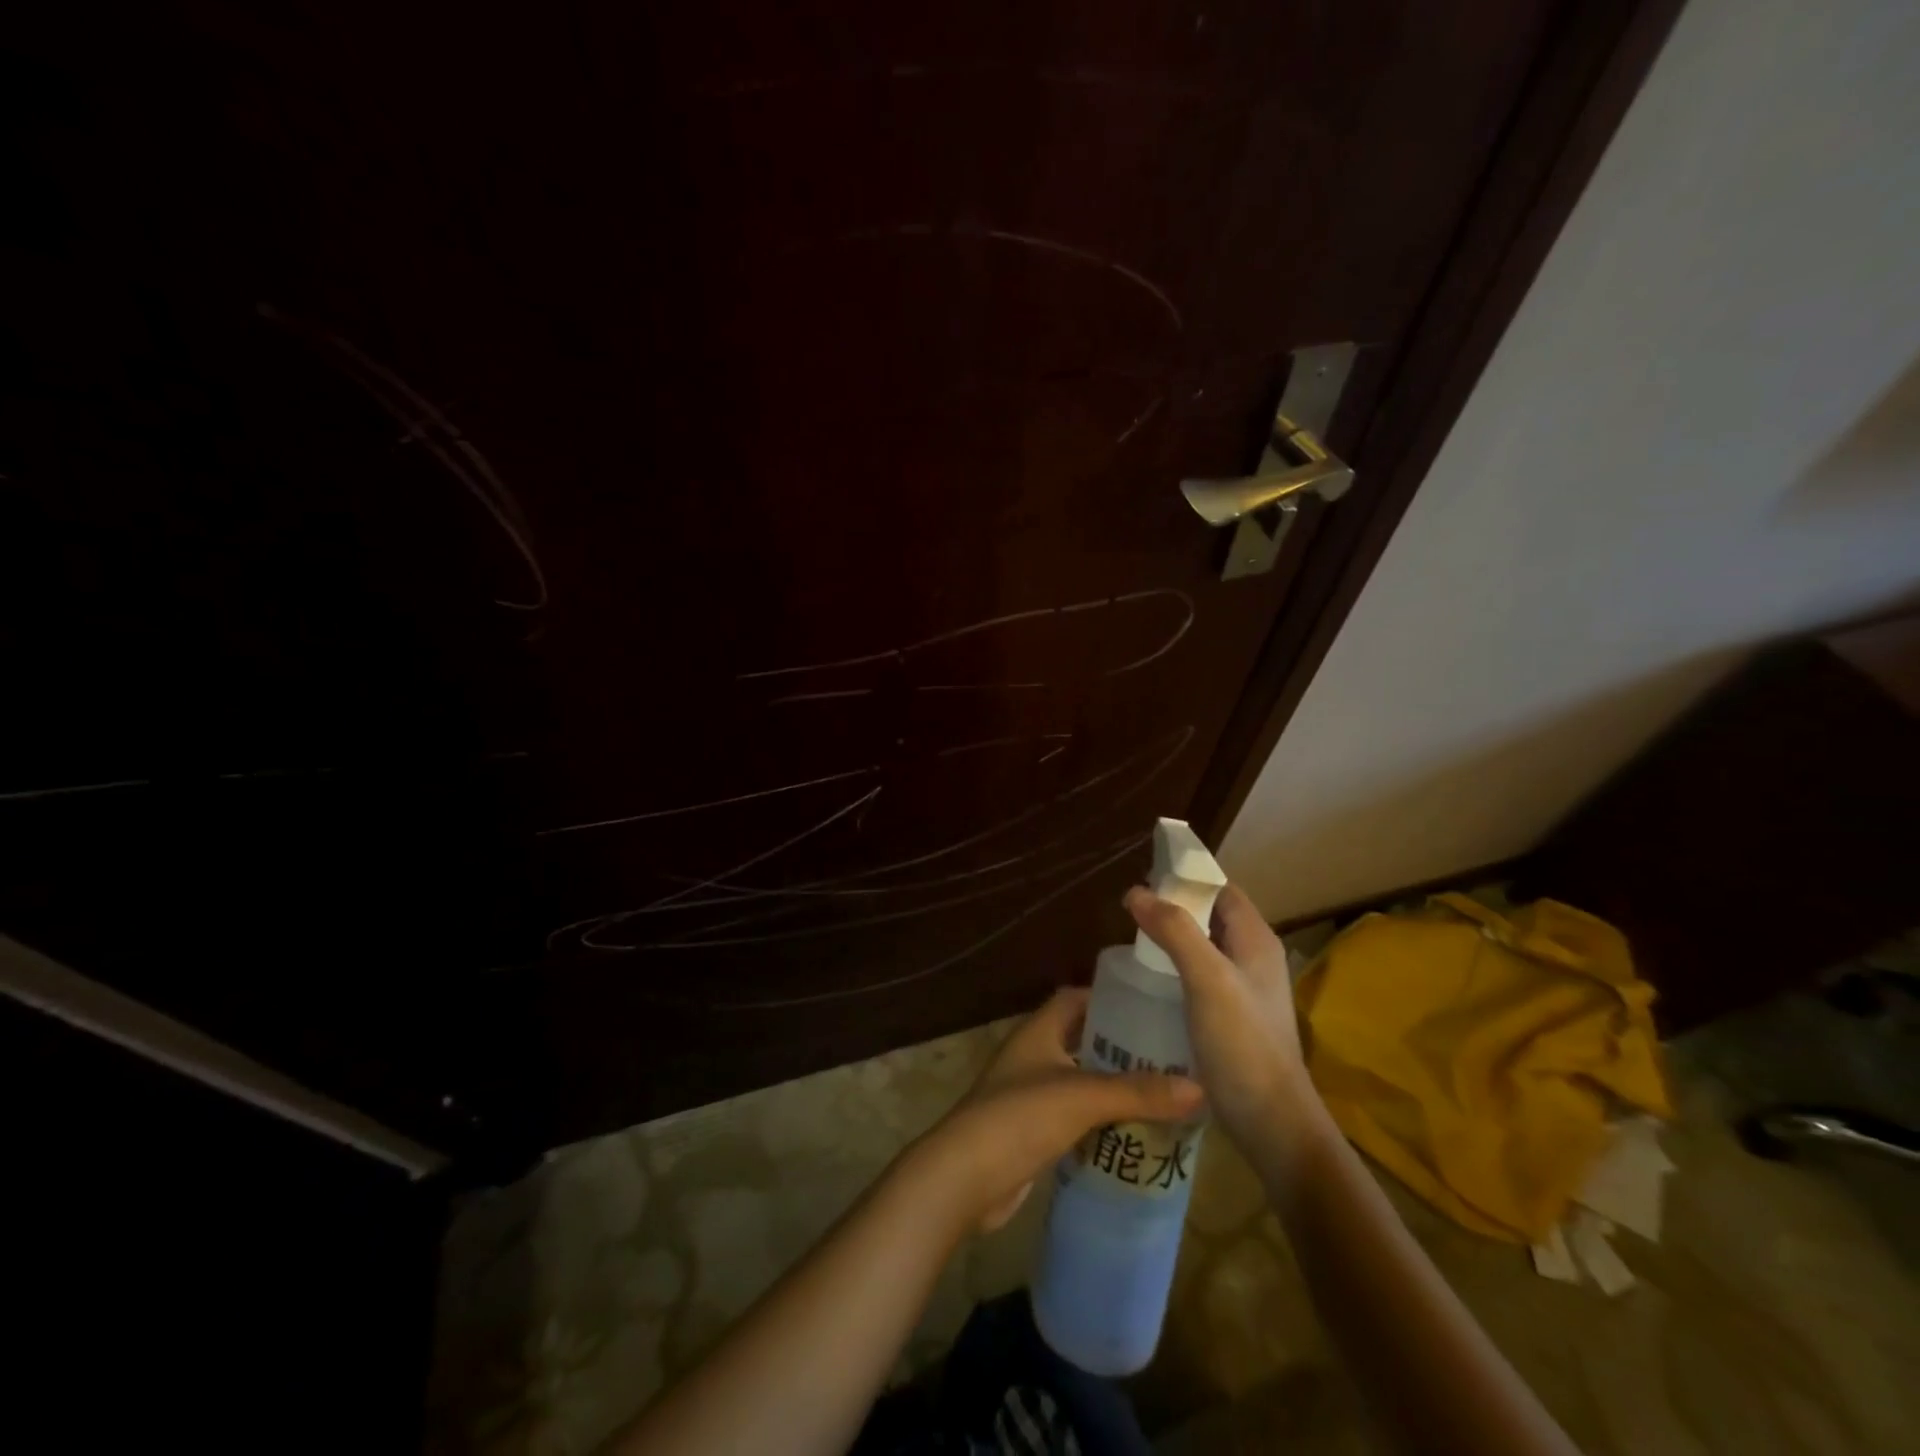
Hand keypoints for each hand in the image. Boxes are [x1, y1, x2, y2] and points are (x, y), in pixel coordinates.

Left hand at [902, 988, 1203, 1237]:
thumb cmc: (1020, 1117)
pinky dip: (1099, 1120)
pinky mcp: (1031, 1130)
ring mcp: (1029, 1093)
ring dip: (1112, 1086)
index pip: (1076, 998)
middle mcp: (1033, 1054)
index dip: (1110, 997)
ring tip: (1162, 1094)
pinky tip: (1133, 1134)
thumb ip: (1139, 1092)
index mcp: (1039, 1030)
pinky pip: (1073, 1116)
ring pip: (1079, 1080)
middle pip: (1081, 1039)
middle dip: (1120, 1046)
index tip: (1152, 1007)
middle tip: (1168, 1055)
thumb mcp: (1083, 1097)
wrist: (965, 1177)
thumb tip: (1199, 1086)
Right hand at [1125, 883, 1314, 1151]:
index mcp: (1256, 940)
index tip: (1145, 874)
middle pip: (1211, 916)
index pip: (1222, 889)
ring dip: (1173, 937)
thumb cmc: (1243, 1044)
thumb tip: (1137, 891)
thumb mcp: (1207, 979)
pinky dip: (1176, 967)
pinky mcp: (1232, 1017)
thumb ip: (1175, 931)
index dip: (1187, 877)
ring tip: (1132, 938)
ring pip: (1204, 947)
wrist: (1272, 1124)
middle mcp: (1254, 958)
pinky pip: (1200, 976)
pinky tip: (1150, 980)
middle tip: (1130, 907)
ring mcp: (1244, 989)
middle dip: (1174, 905)